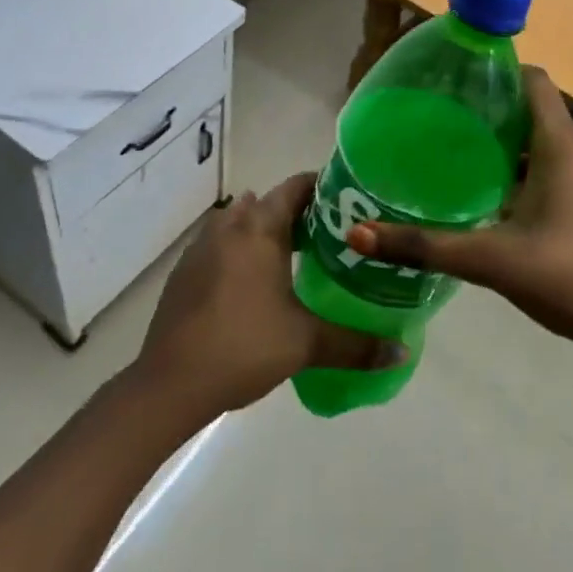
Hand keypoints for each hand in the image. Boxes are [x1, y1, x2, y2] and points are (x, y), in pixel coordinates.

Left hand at [132, 174, 405, 419]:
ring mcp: (201, 247)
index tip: (349, 201)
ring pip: (242, 223)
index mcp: (260, 228)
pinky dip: (242, 252)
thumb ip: (355, 344)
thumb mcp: (306, 343)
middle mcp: (230, 225)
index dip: (323, 188)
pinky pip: (221, 246)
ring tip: (297, 257)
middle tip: (332, 235)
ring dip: (267, 232)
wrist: (168, 384)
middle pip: (269, 203)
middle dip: (299, 213)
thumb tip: (403, 351)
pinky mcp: (185, 272)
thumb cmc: (243, 347)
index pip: (296, 187)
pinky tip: (255, 285)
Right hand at [348, 67, 572, 354]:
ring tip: (470, 166)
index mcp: (563, 144)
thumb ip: (425, 246)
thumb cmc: (570, 278)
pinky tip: (508, 205)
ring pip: (551, 144)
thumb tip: (358, 236)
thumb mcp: (491, 260)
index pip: (533, 81)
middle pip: (537, 113)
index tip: (458, 87)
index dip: (497, 75)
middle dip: (495, 118)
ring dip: (515, 150)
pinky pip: (567, 168)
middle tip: (449, 133)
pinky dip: (537, 173)